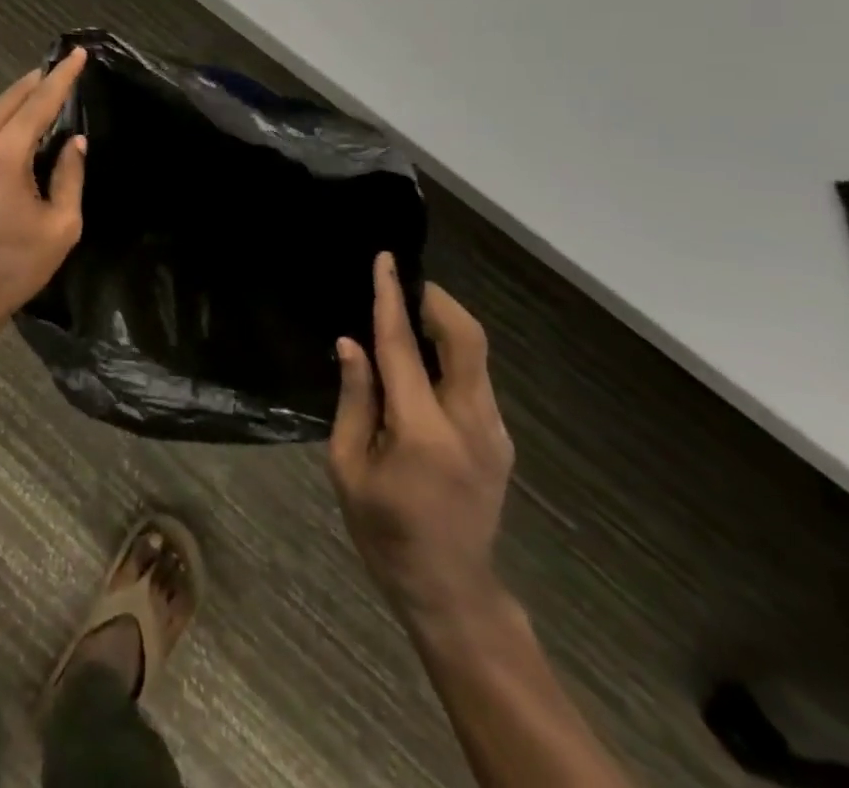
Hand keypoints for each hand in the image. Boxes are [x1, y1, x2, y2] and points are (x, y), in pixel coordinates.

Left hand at [0, 48, 88, 331]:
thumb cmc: (13, 266)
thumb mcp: (59, 226)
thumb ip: (70, 176)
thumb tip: (74, 142)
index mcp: (2, 155)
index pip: (38, 103)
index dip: (61, 78)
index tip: (77, 54)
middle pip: (9, 100)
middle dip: (37, 81)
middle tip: (62, 67)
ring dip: (18, 101)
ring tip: (45, 92)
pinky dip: (3, 120)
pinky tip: (19, 127)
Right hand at [330, 254, 515, 630]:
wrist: (450, 588)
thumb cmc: (384, 530)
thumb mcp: (349, 467)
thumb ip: (354, 399)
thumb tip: (352, 343)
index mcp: (423, 431)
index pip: (404, 347)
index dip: (391, 299)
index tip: (385, 260)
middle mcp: (469, 422)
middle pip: (467, 338)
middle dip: (437, 300)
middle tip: (403, 284)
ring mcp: (493, 431)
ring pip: (476, 354)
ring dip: (444, 324)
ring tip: (408, 315)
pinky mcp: (499, 438)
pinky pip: (476, 377)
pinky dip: (450, 353)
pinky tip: (422, 361)